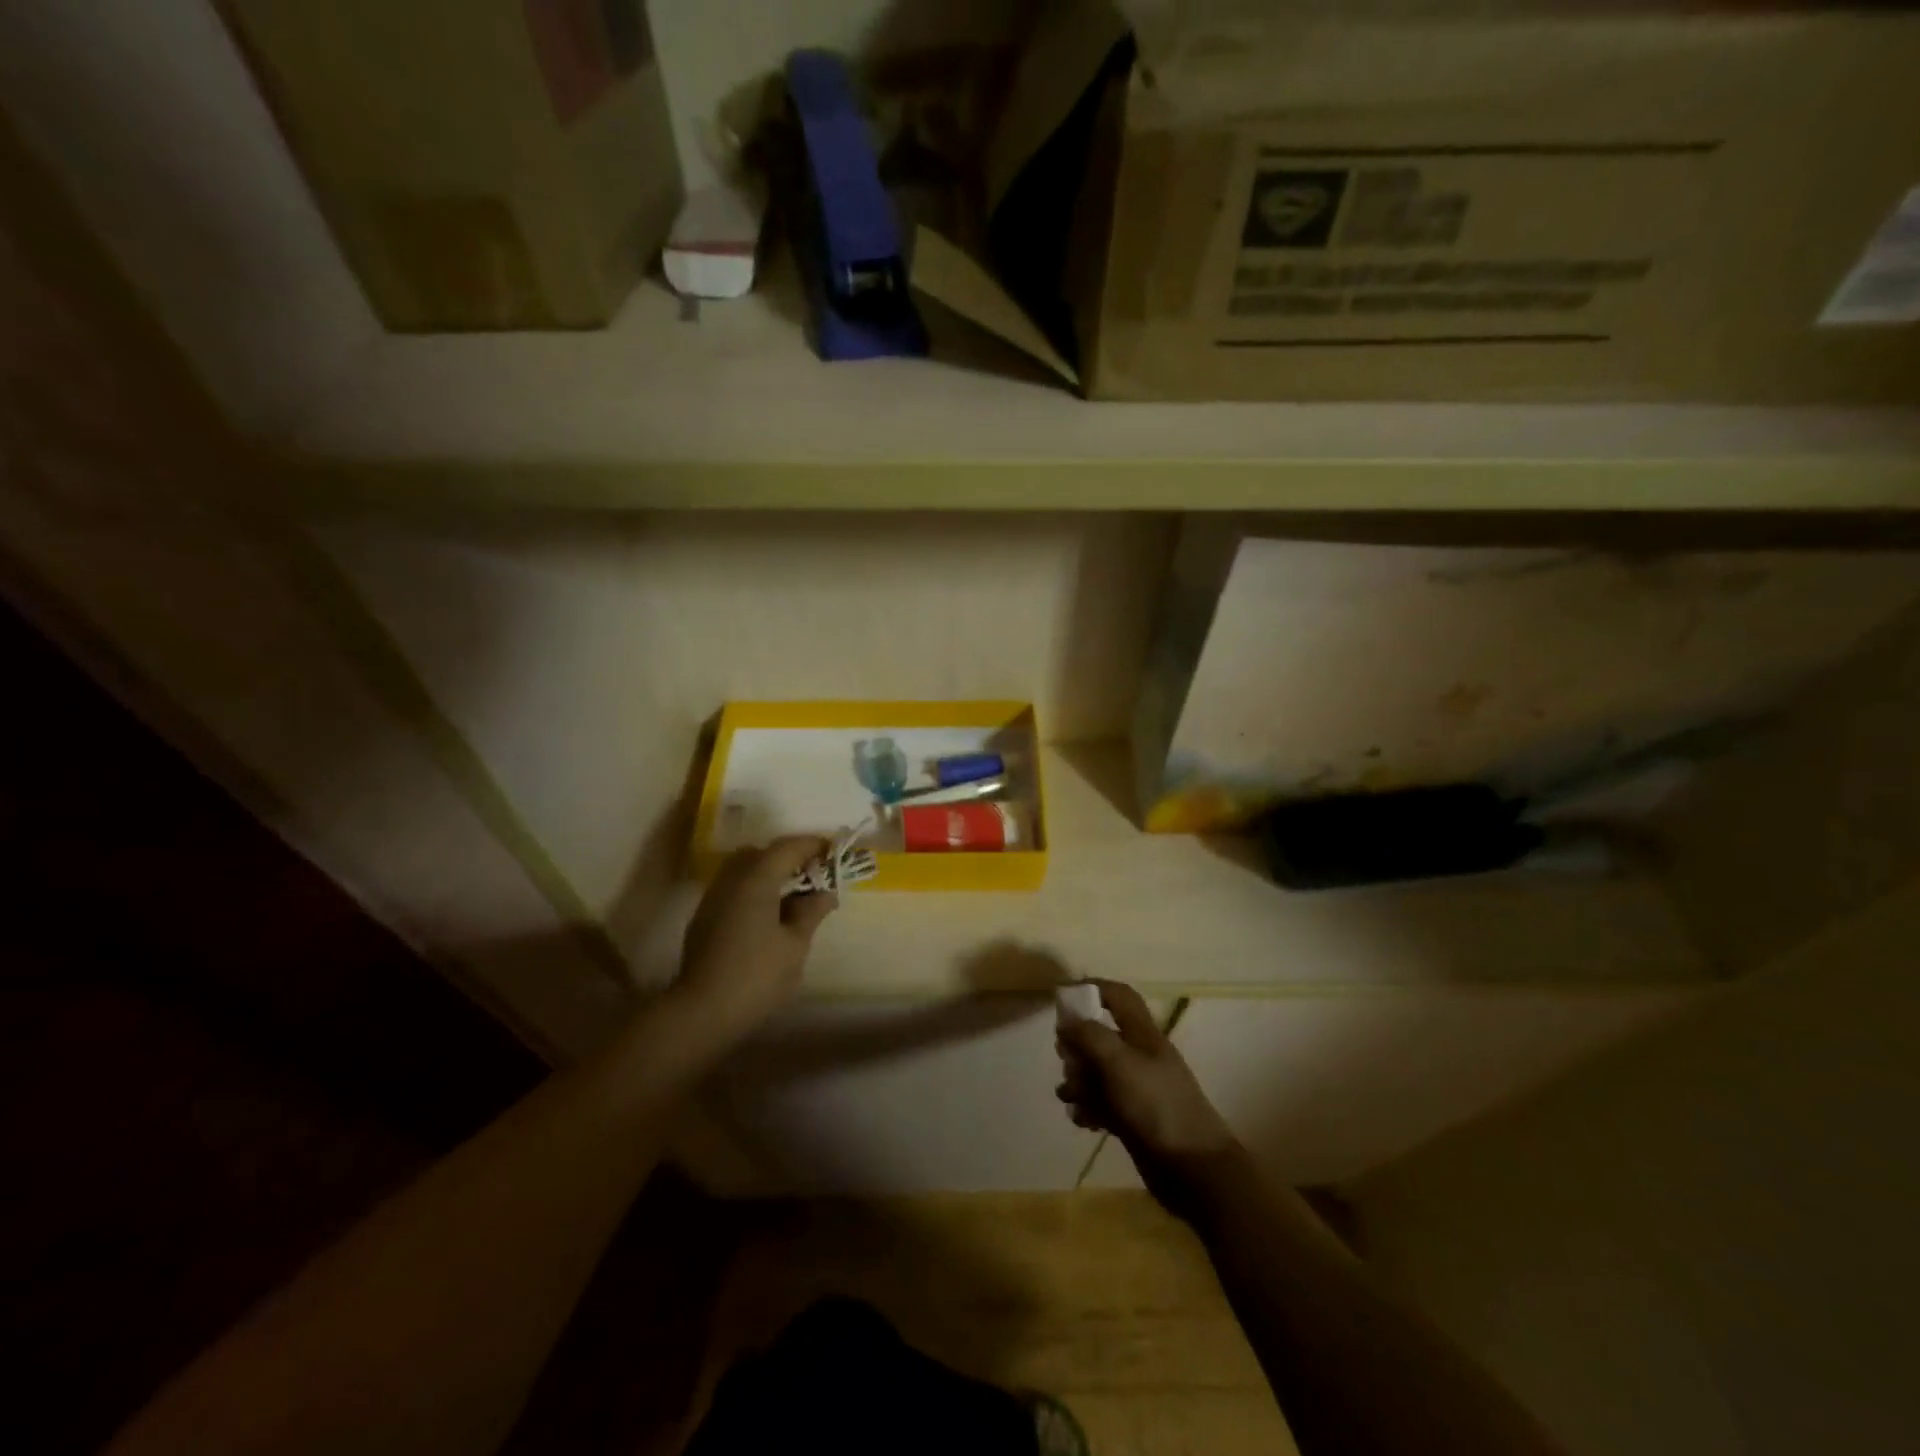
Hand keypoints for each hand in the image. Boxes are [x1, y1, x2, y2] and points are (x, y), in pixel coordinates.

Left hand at [676, 837, 837, 1039]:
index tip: (835, 852)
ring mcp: (714, 897)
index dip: (813, 845)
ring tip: (794, 896)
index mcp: (756, 879)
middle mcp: (731, 879)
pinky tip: (770, 914)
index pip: (788, 847)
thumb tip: (826, 894)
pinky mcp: (705, 916)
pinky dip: (755, 889)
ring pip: (744, 869)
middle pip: (762, 852)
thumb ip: (811, 912)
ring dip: (770, 873)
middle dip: (789, 857)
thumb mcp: (795, 945)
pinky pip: (734, 887)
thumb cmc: (756, 975)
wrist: (702, 1011)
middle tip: (813, 874)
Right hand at [1057, 979, 1239, 1213]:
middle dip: (1077, 1045)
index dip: (1092, 989)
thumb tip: (1066, 1021)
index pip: (1118, 996)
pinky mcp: (1131, 1118)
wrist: (1193, 1169)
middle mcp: (1139, 1056)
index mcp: (1142, 1034)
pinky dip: (1088, 1108)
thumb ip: (1090, 1036)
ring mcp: (1136, 1089)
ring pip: (1096, 1072)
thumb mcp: (1120, 1063)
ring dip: (1078, 1081)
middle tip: (1066, 1059)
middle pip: (1100, 1035)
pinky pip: (1101, 1103)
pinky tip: (1083, 1120)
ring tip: (1071, 1096)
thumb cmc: (1157, 1106)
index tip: (1062, 999)